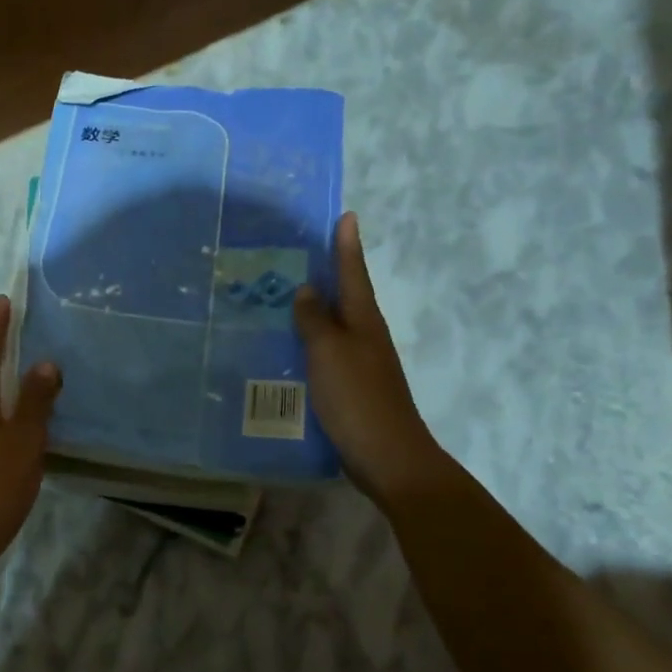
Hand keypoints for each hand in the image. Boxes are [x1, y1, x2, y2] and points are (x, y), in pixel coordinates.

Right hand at [293, 212, 456, 507]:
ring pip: (334, 325)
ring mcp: (360, 363)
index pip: (353, 273)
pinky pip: (326, 353)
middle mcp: (365, 336)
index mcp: (364, 321)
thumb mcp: (329, 352)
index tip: (347, 215)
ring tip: (285, 296)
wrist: (387, 456)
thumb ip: (315, 320)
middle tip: (301, 251)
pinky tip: (289, 348)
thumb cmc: (357, 398)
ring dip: (315, 309)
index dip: (347, 245)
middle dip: (328, 272)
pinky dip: (310, 342)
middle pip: (346, 296)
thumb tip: (307, 289)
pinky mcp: (351, 387)